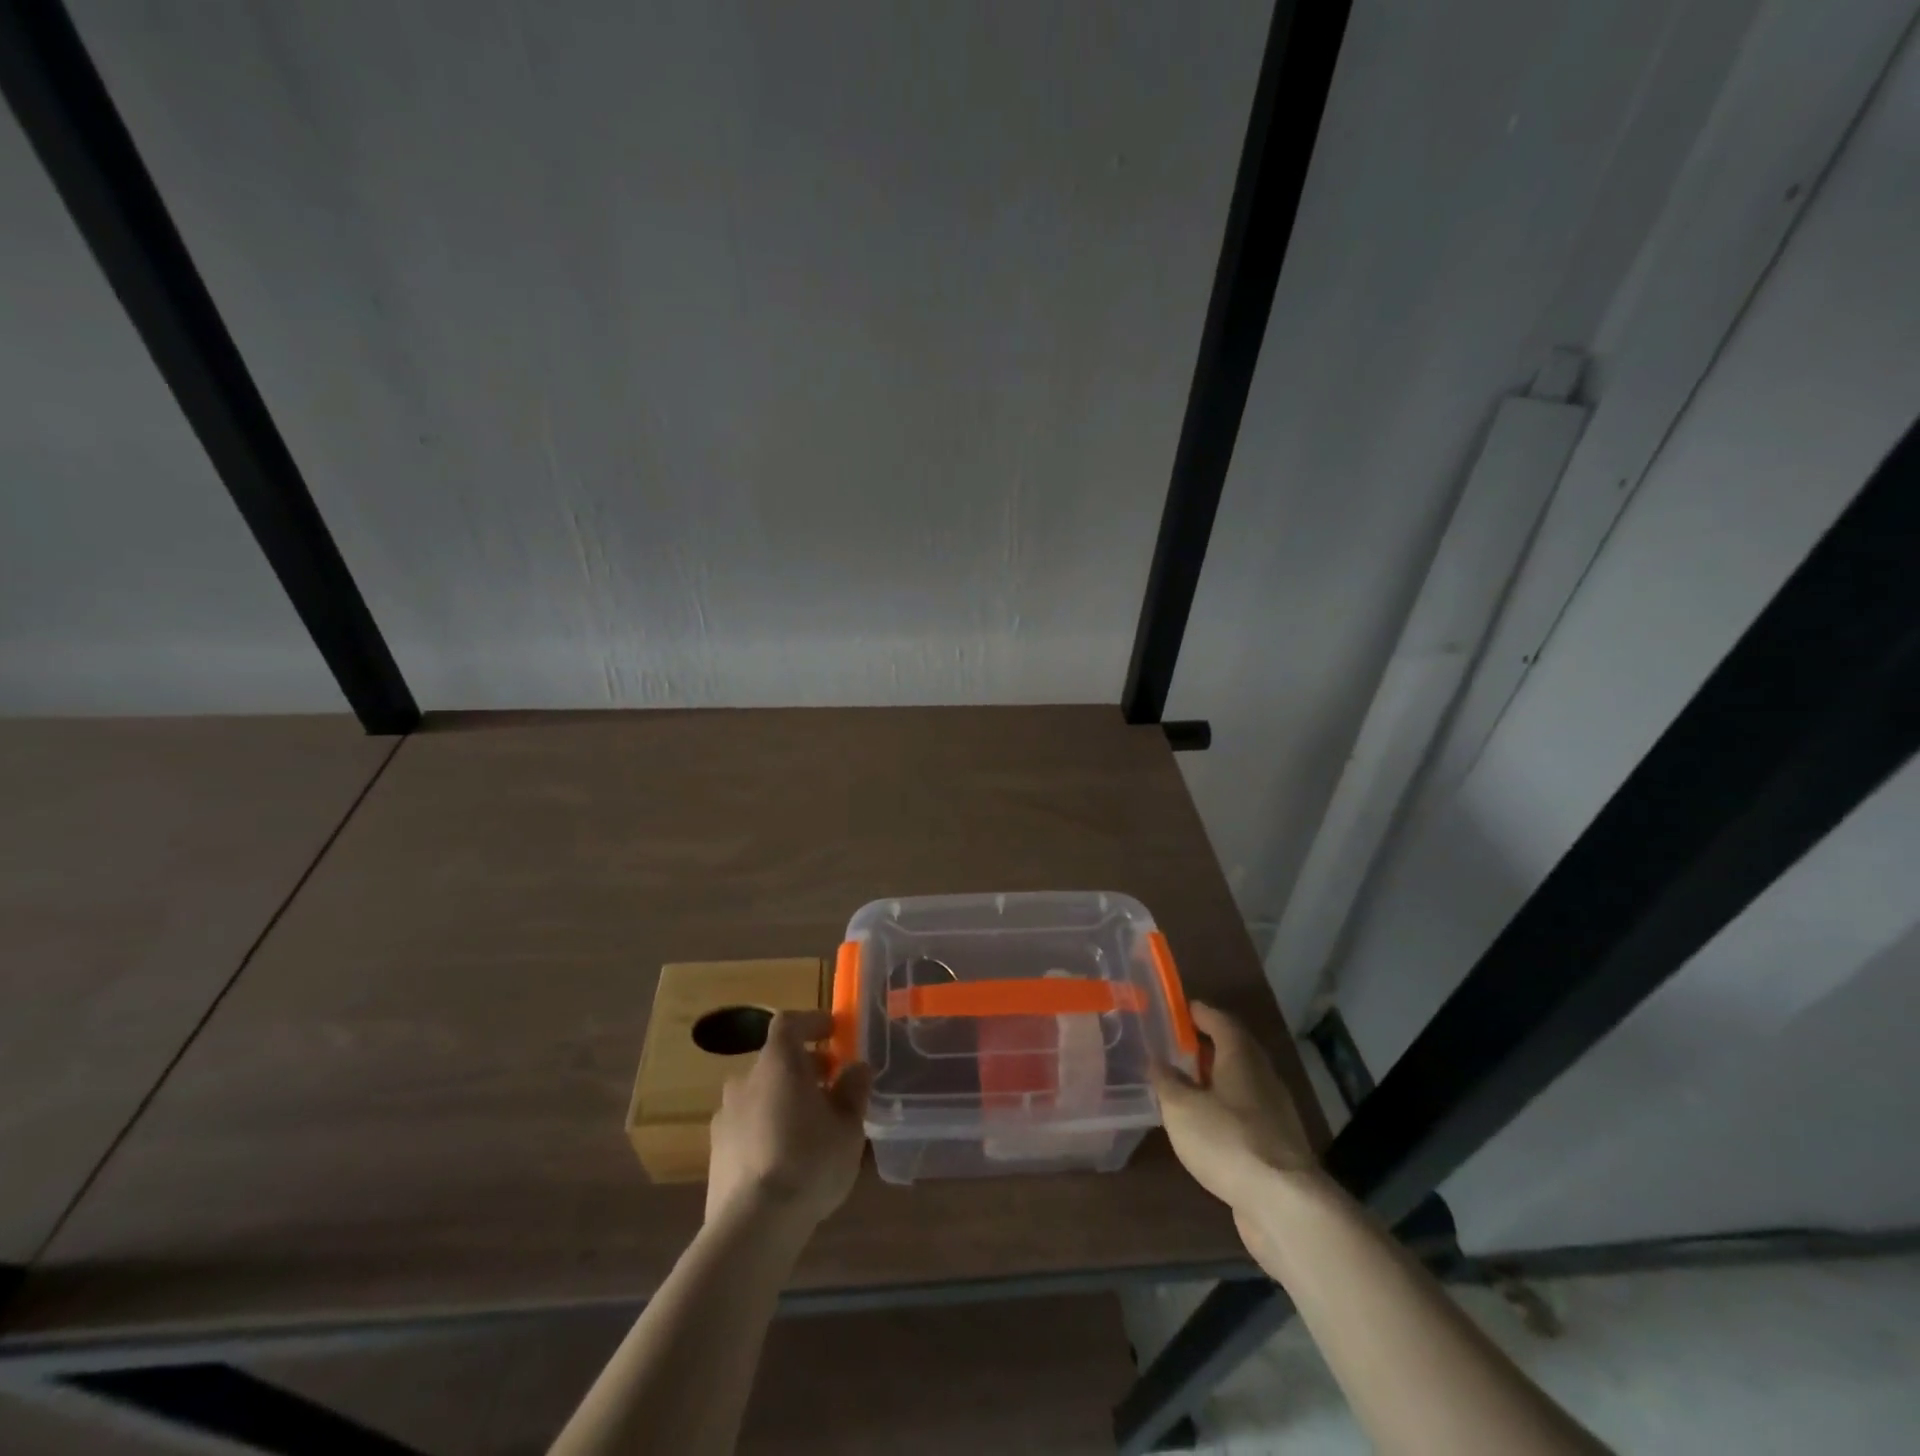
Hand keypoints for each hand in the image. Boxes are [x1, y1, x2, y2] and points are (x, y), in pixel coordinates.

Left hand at [706, 1010, 872, 1230]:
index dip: (811, 1022)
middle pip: (775, 1061)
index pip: (789, 1023)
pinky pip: (748, 1126)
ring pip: (760, 1095)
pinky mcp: (716, 1153)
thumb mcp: (848, 1126)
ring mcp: (725, 1117)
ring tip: (811, 1124)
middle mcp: (744, 1081)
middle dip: (804, 1067)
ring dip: (784, 1099)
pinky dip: (768, 1127)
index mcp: (777, 1063)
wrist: (752, 1225)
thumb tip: (857, 1068)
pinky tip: (786, 1156)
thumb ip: (853, 1091)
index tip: (833, 1030)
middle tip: (831, 1083)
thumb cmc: (808, 1161)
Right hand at [1151, 1002, 1317, 1213]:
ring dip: (1216, 1080)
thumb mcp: (1181, 1108)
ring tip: (1185, 1085)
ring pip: (1241, 1084)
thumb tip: (1157, 1061)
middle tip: (1176, 1047)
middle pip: (1235, 1050)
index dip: (1199, 1013)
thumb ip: (1166, 1081)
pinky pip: (1246, 1114)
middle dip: (1207, 1046)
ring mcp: (1275, 1113)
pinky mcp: (1277, 1146)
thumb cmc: (1228, 1140)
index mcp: (1241, 1057)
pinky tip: (1206, 1125)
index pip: (1220, 1021)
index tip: (1178, 1009)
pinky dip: (1225, 1110)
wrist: (1285, 1205)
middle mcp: (1262, 1077)